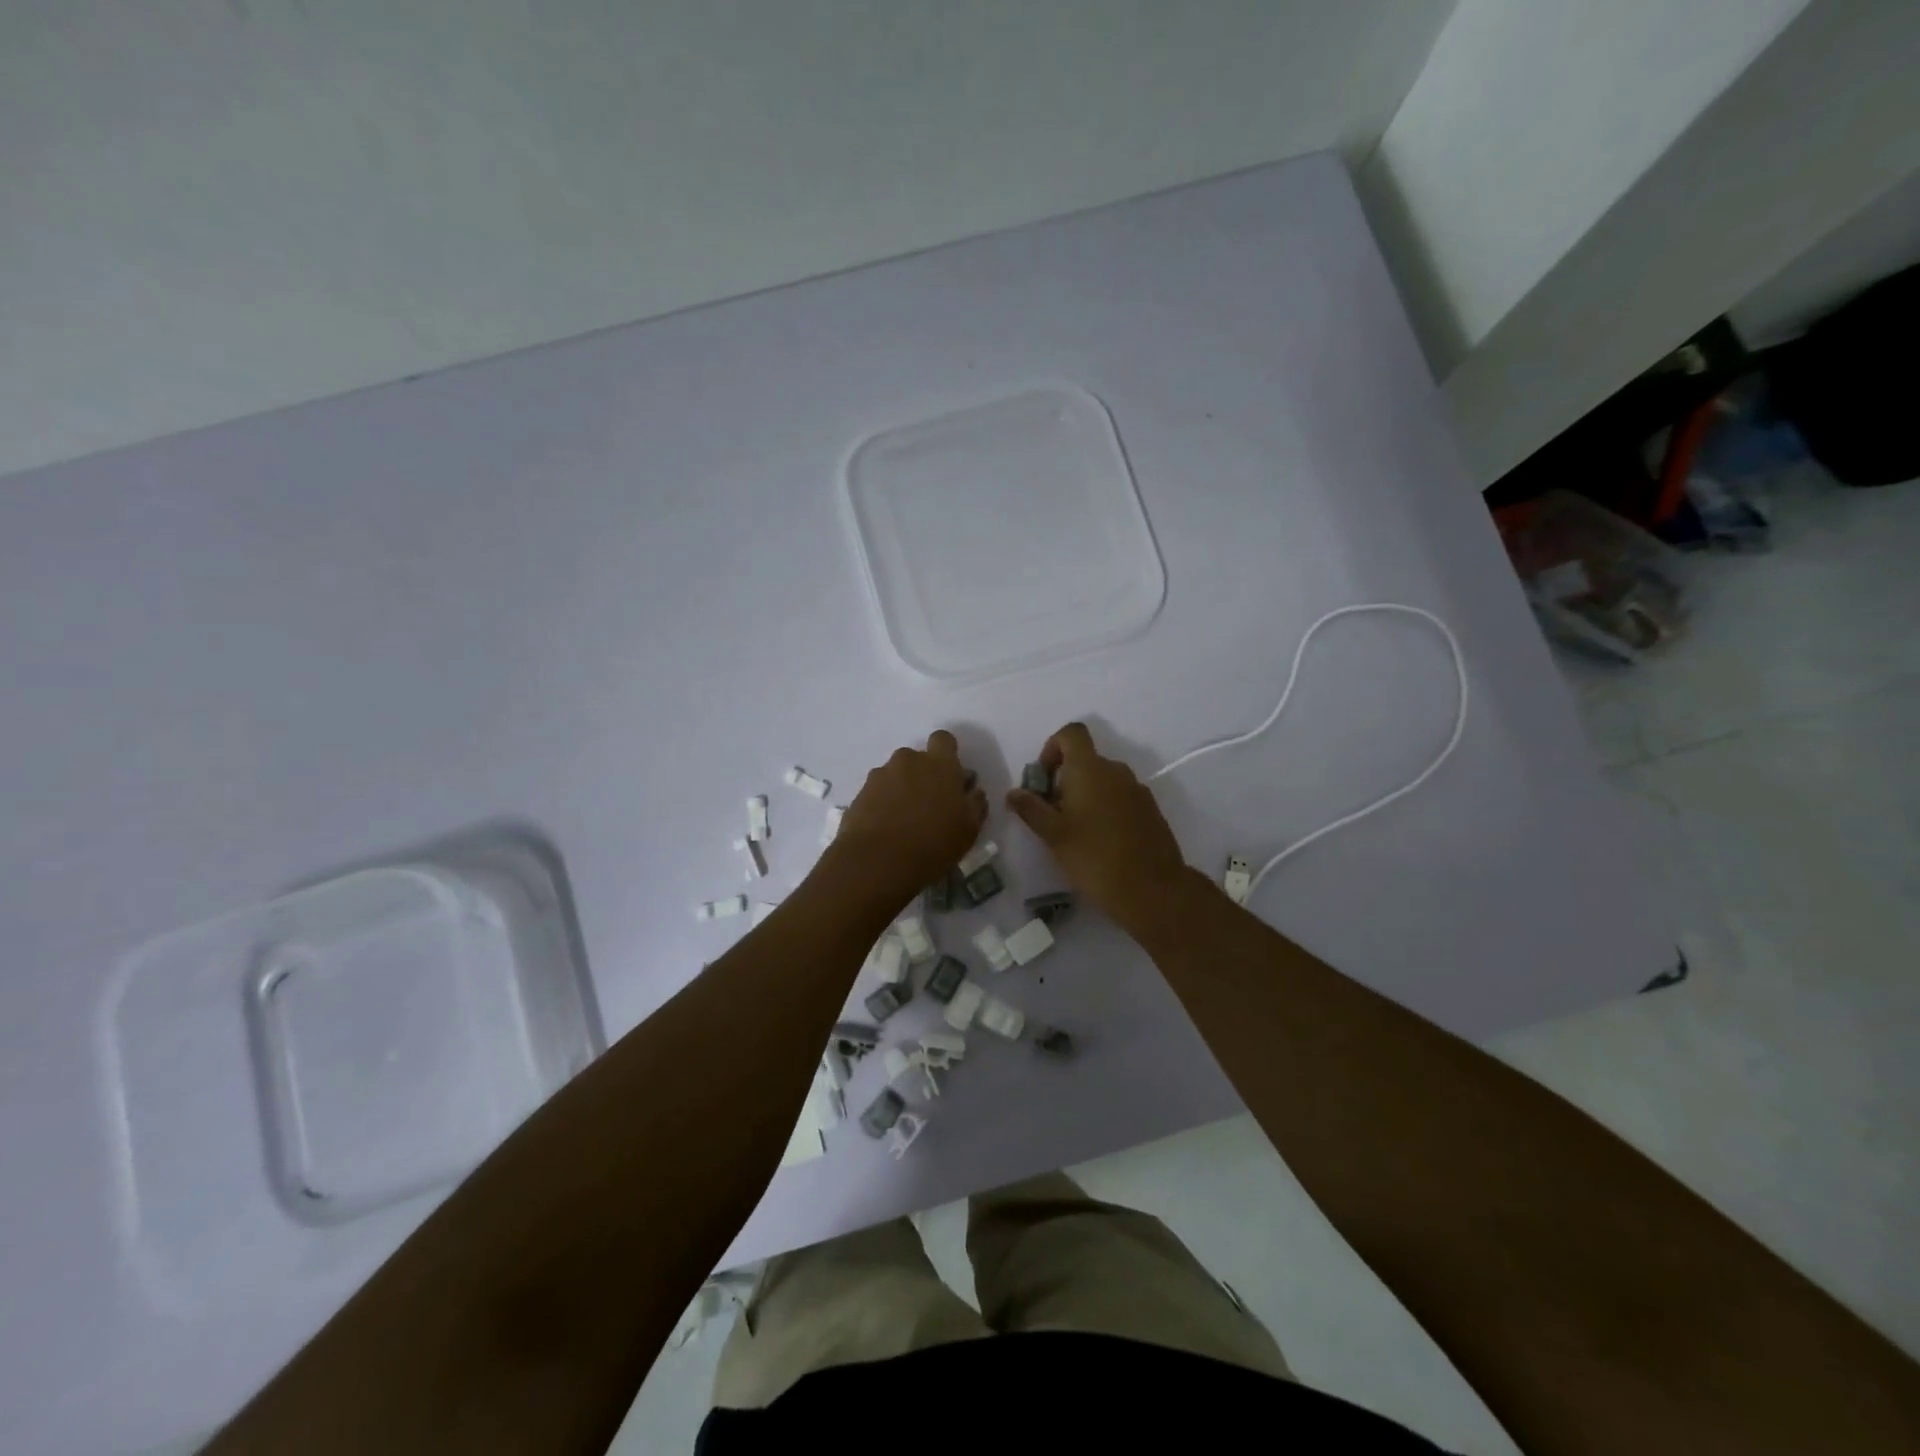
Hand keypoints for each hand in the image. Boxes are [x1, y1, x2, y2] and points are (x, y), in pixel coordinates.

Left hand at [834, 730, 987, 900]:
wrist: (878, 862)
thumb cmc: (933, 844)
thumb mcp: (969, 829)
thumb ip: (975, 803)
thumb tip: (973, 791)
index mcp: (939, 764)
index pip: (943, 740)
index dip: (946, 754)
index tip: (949, 777)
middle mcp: (908, 761)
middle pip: (917, 759)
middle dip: (922, 775)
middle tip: (928, 805)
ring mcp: (880, 775)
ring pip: (895, 775)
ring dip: (901, 789)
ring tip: (904, 821)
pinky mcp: (860, 793)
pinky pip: (877, 792)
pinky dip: (882, 804)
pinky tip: (886, 829)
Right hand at [1006, 722, 1190, 928]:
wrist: (1153, 890)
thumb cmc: (1094, 858)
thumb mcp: (1053, 835)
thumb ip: (1031, 809)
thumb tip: (1013, 793)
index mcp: (1090, 769)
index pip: (1071, 734)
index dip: (1052, 748)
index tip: (1043, 780)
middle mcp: (1116, 771)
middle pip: (1085, 760)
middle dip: (1064, 780)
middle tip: (1052, 816)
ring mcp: (1137, 790)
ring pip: (1103, 781)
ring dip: (1084, 796)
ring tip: (1075, 833)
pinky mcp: (1150, 810)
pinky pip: (1120, 797)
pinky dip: (1105, 809)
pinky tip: (1100, 842)